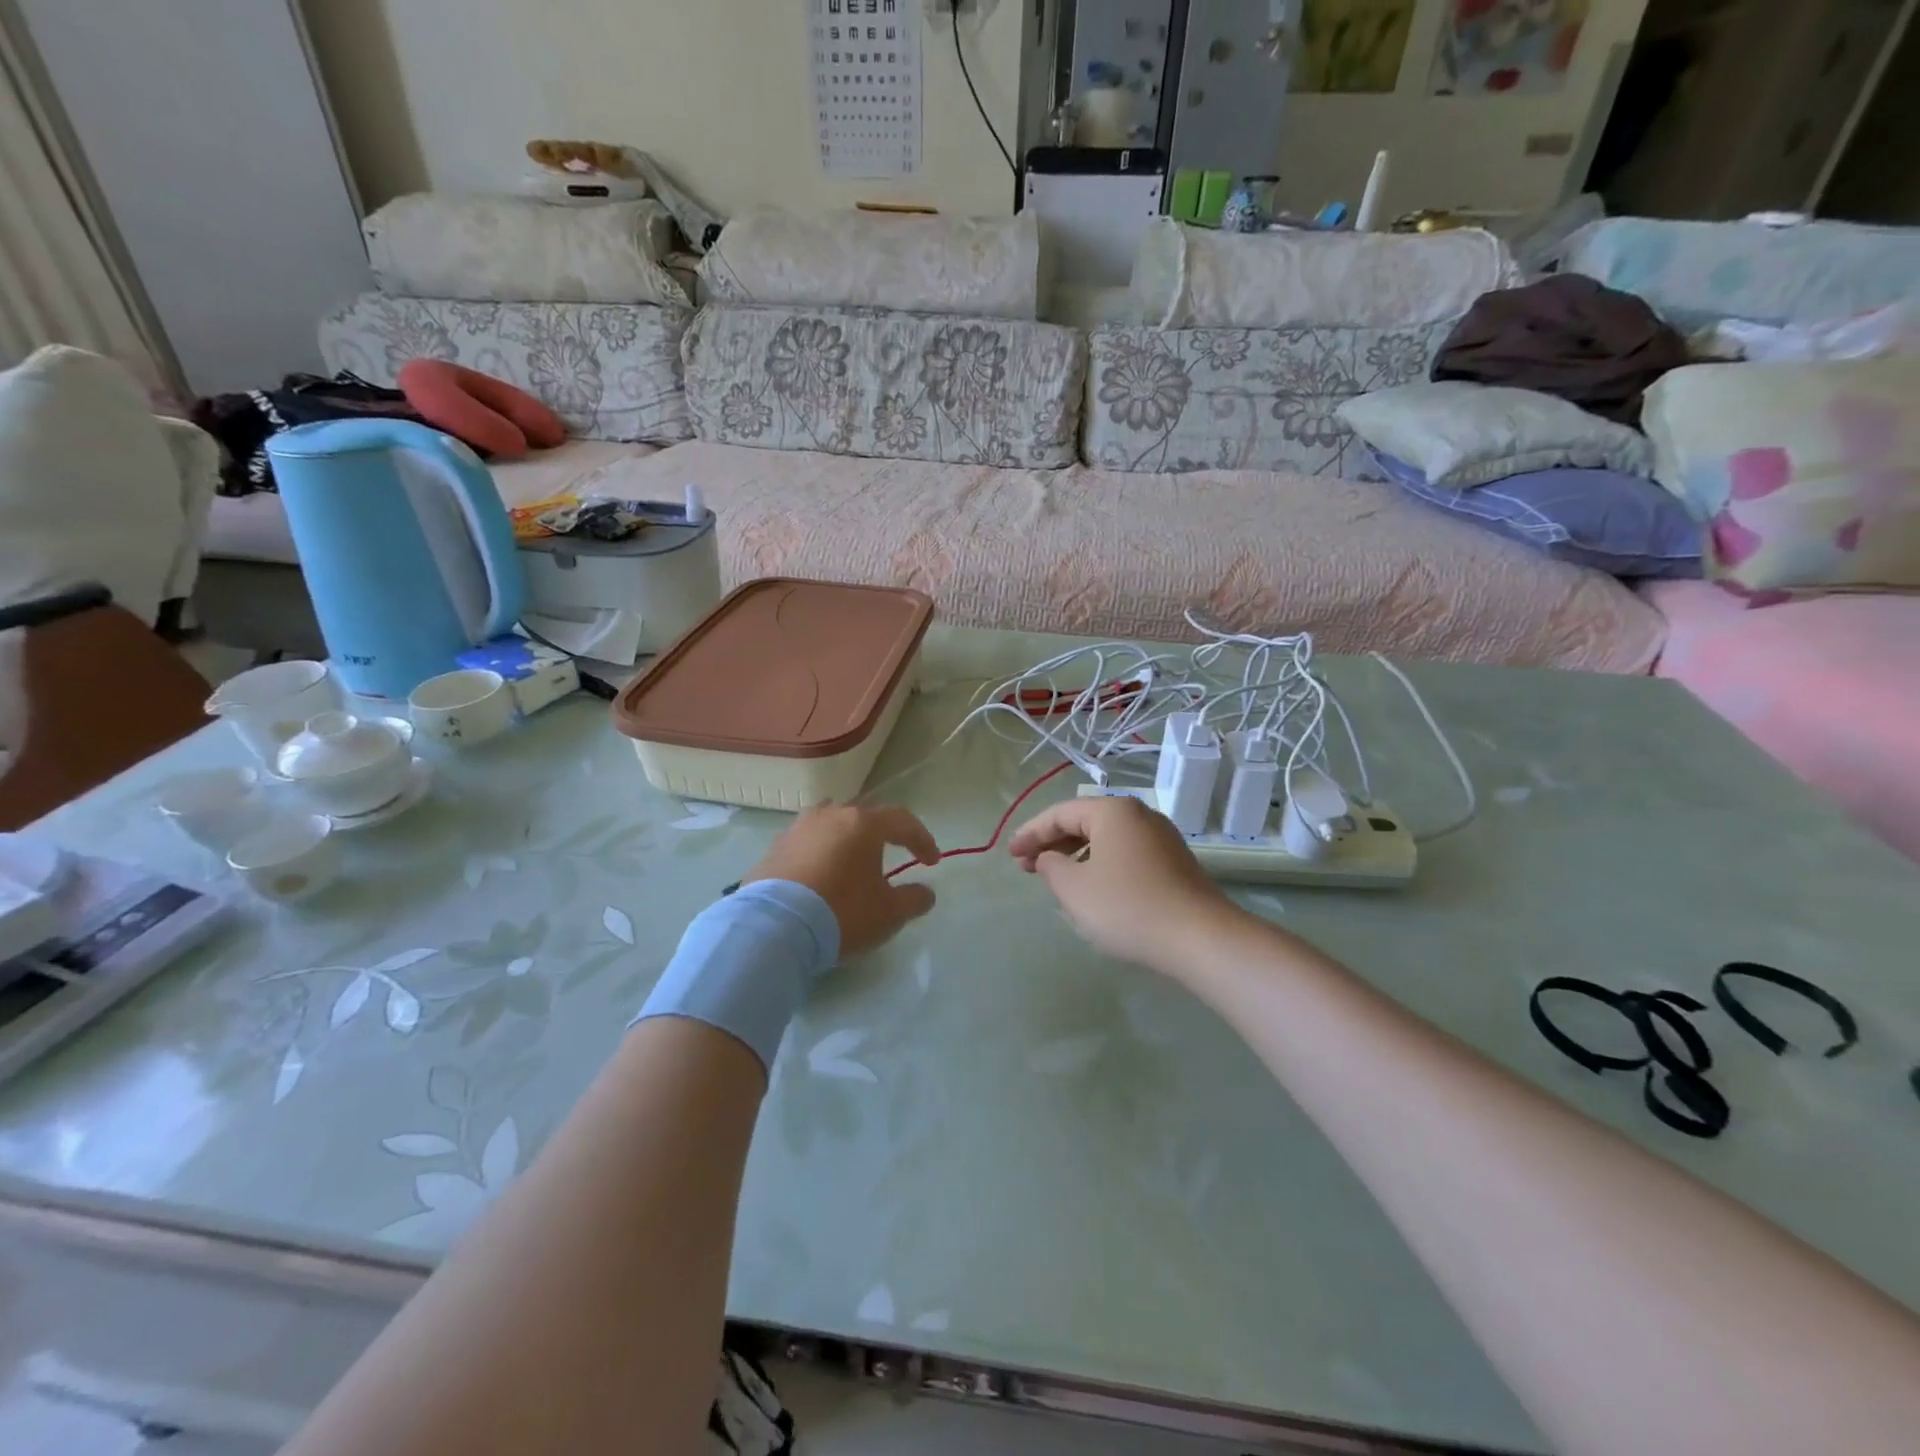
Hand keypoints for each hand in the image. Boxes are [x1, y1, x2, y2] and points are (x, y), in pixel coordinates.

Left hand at [742, 804, 940, 956]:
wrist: (773, 926)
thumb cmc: (842, 912)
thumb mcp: (889, 913)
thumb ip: (913, 899)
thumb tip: (926, 892)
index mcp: (863, 823)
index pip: (903, 821)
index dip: (922, 839)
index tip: (932, 862)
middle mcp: (830, 815)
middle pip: (865, 816)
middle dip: (884, 833)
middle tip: (895, 853)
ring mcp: (798, 828)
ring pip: (832, 824)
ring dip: (848, 838)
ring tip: (853, 859)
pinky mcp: (774, 848)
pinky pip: (807, 843)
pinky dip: (821, 853)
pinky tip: (821, 875)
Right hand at [1008, 796, 1236, 972]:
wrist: (1200, 938)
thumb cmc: (1127, 907)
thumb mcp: (1074, 889)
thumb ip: (1051, 867)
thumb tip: (1049, 858)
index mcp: (1112, 811)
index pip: (1060, 813)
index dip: (1031, 833)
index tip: (1010, 854)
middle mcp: (1139, 815)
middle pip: (1085, 822)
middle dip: (1052, 843)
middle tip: (1027, 865)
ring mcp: (1161, 838)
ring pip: (1106, 839)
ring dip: (1076, 855)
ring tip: (1055, 878)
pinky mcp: (1174, 863)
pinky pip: (1125, 854)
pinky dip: (1100, 864)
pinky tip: (1092, 887)